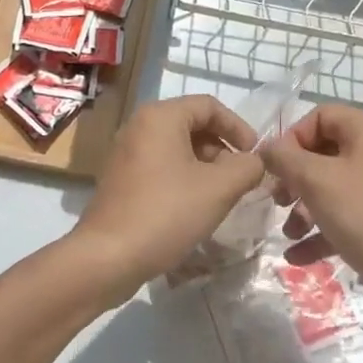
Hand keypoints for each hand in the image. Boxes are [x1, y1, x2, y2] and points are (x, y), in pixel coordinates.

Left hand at [69, 94, 264, 303]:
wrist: (107, 257)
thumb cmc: (166, 213)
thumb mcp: (218, 189)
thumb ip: (246, 168)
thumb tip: (255, 162)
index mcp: (161, 116)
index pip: (209, 106)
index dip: (238, 127)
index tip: (255, 156)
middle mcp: (140, 125)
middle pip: (192, 124)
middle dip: (222, 149)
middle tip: (240, 179)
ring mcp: (126, 151)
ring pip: (177, 147)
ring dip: (204, 166)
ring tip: (221, 196)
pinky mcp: (121, 177)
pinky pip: (161, 165)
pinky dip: (183, 177)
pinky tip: (194, 207)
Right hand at [259, 105, 362, 332]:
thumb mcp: (317, 181)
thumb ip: (285, 159)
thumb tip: (266, 148)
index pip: (320, 116)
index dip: (293, 137)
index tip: (274, 166)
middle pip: (324, 153)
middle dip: (295, 178)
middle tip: (277, 199)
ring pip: (331, 188)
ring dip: (304, 209)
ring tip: (287, 232)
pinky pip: (344, 217)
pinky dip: (320, 232)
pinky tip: (297, 256)